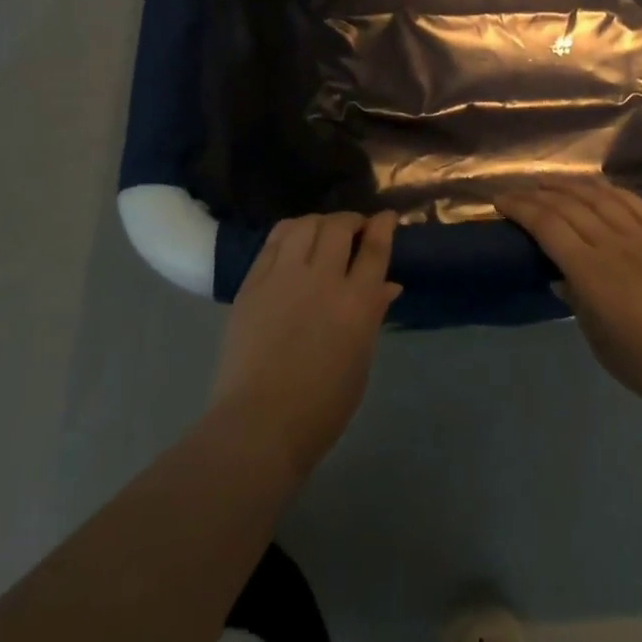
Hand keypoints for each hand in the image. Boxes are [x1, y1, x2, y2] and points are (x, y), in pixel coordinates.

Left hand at [208, 211, 401, 481]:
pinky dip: (290, 231)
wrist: (259, 424)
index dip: (383, 226)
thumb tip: (386, 286)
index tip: (386, 218)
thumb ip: (371, 316)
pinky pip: (274, 240)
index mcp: (357, 304)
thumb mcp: (360, 362)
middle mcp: (323, 279)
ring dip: (320, 222)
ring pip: (306, 225)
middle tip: (355, 229)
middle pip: (339, 227)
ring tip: (323, 231)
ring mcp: (284, 276)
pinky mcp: (254, 281)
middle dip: (352, 221)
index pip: (375, 249)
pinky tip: (294, 238)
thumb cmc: (321, 407)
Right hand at [496, 180, 641, 418]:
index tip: (499, 203)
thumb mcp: (600, 342)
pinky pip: (634, 203)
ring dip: (569, 186)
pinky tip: (598, 188)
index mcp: (593, 272)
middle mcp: (614, 244)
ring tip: (549, 184)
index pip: (547, 226)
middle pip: (568, 206)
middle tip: (515, 193)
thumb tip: (561, 277)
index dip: (520, 209)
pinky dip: (610, 190)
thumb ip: (577, 302)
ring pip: (599, 197)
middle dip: (536, 195)